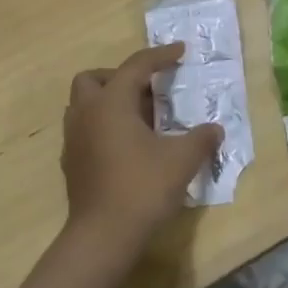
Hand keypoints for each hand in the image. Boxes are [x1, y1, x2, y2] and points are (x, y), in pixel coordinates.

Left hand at [61, 43, 221, 262]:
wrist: (102, 236)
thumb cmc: (142, 188)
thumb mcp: (181, 160)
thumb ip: (201, 139)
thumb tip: (216, 129)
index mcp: (111, 102)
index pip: (136, 66)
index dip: (160, 56)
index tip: (180, 51)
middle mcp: (86, 113)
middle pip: (93, 78)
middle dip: (119, 76)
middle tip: (147, 90)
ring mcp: (74, 139)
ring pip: (83, 104)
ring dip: (108, 101)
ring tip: (138, 118)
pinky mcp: (71, 162)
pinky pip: (84, 129)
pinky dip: (102, 126)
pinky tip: (125, 145)